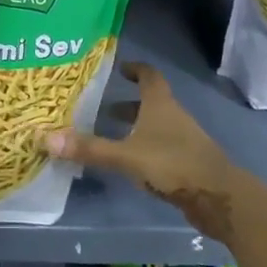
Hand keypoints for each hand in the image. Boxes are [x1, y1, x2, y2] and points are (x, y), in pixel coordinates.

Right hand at [45, 61, 246, 239]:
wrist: (219, 198)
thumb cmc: (173, 164)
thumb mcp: (127, 157)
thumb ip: (90, 148)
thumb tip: (47, 139)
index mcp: (161, 104)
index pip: (149, 75)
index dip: (135, 69)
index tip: (119, 68)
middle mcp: (173, 116)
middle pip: (151, 102)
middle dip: (128, 103)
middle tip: (102, 106)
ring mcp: (183, 140)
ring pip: (156, 126)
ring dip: (136, 127)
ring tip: (111, 135)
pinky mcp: (188, 163)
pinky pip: (161, 147)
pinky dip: (144, 148)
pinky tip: (131, 164)